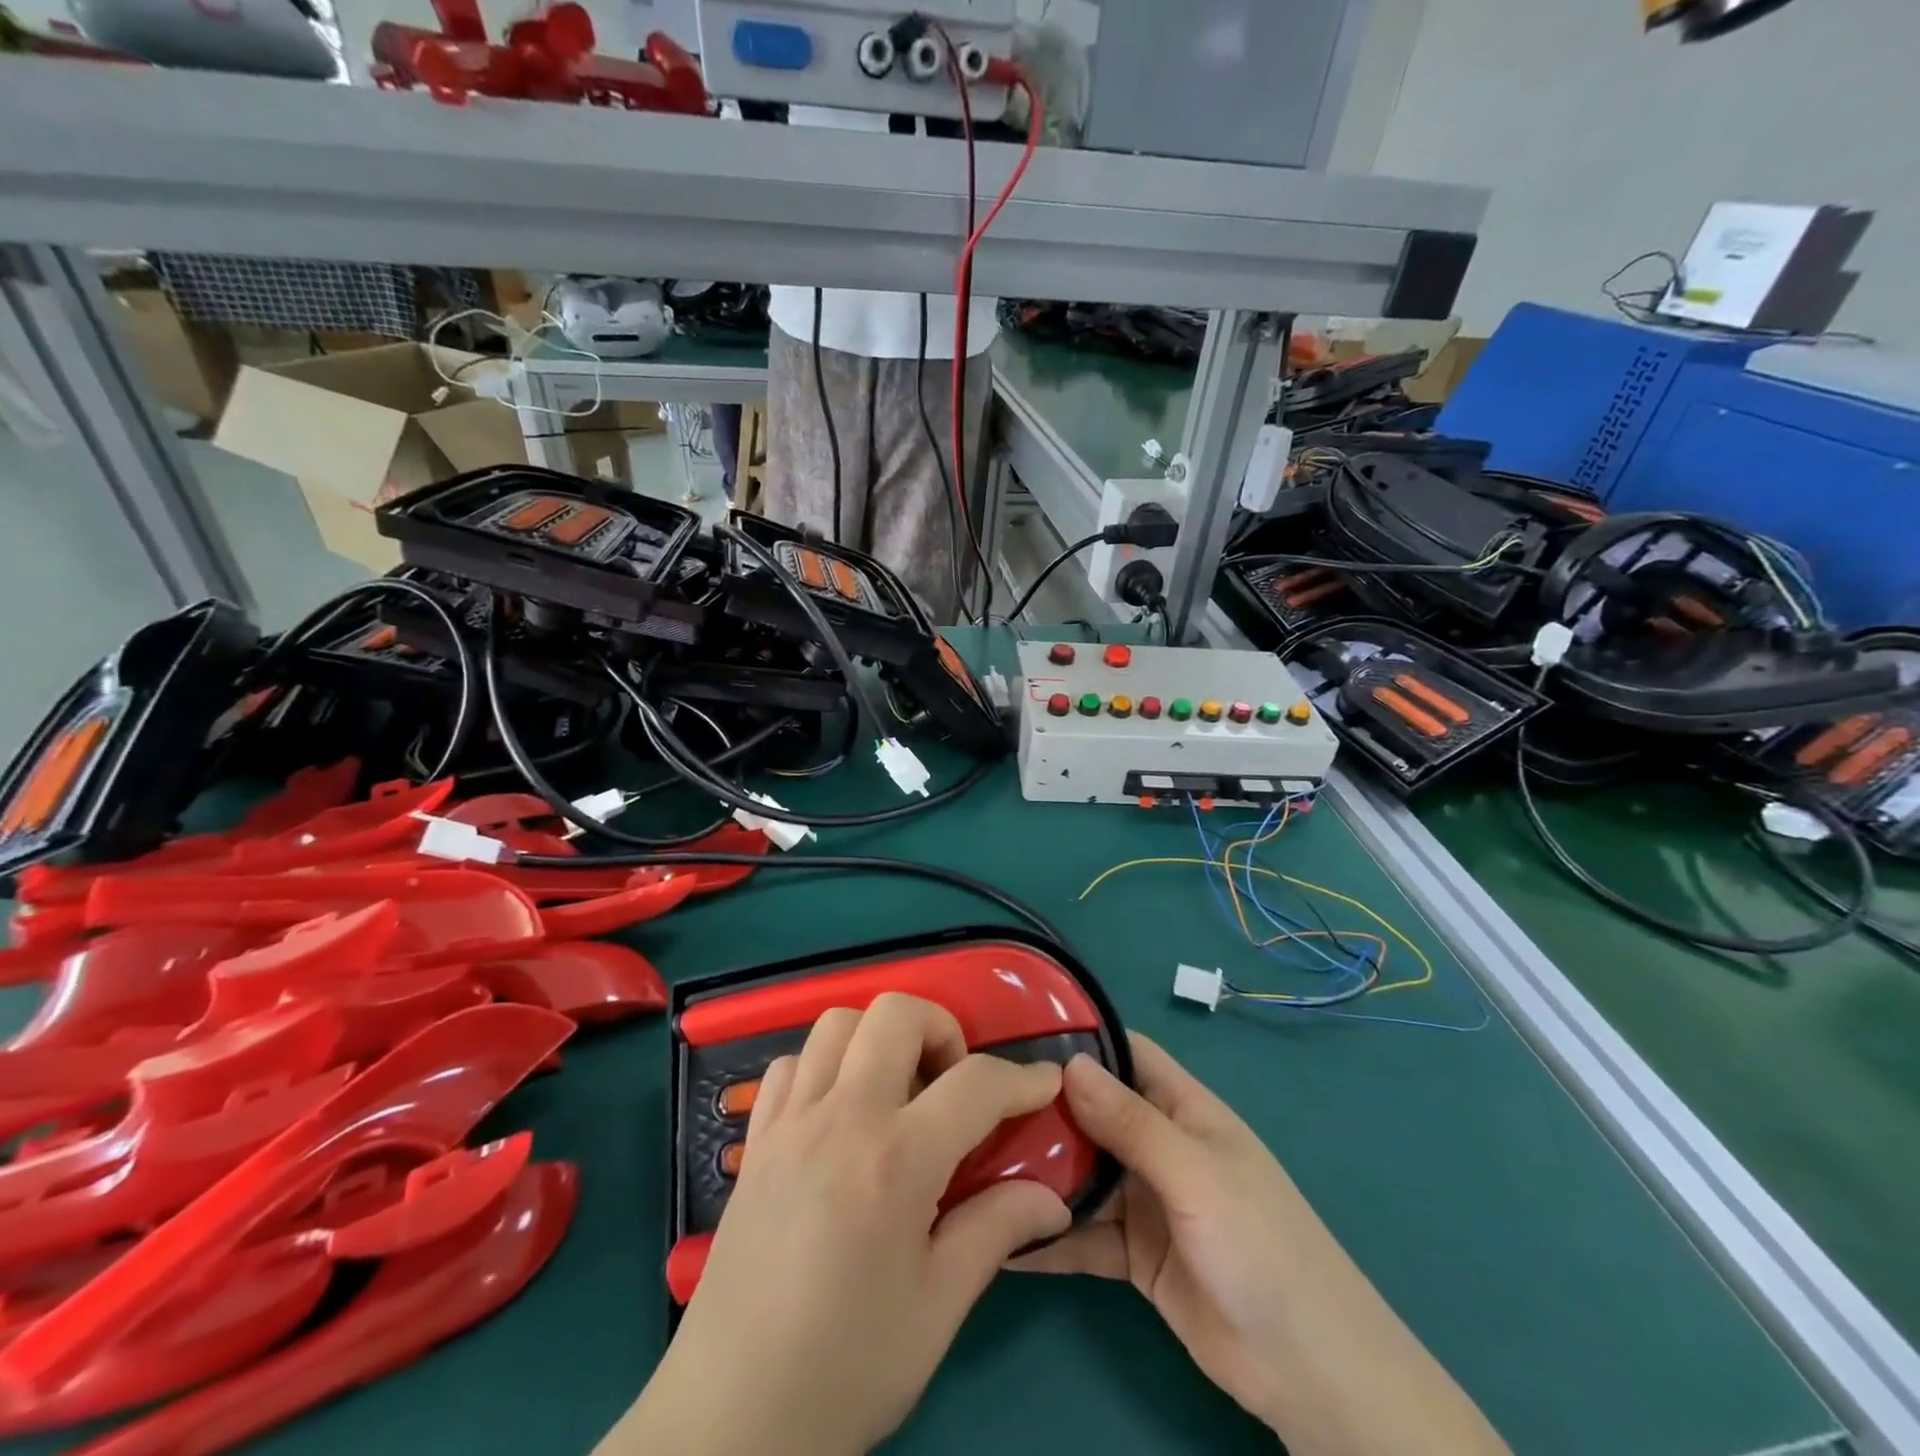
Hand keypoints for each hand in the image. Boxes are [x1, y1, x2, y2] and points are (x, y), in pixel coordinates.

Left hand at [608, 993, 1071, 1455]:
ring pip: (837, 1023)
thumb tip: (1053, 1198)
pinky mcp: (755, 1141)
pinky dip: (823, 1067)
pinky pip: (790, 1065)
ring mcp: (790, 1122)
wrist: (729, 1422)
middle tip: (952, 1083)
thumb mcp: (937, 1309)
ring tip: (898, 1092)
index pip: (975, 1084)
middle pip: (895, 1014)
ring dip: (879, 1038)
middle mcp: (840, 1119)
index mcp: (895, 1160)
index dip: (1022, 1078)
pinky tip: (838, 1114)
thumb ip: (996, 1232)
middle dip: (941, 1029)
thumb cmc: (845, 1369)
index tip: (1046, 1083)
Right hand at [1013, 1035, 1507, 1455]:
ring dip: (1038, 1169)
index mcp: (1183, 1110)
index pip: (1127, 1053)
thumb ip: (1132, 1124)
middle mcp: (1159, 1146)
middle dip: (1044, 1106)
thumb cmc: (1261, 1247)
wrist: (1311, 1374)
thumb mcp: (1195, 1175)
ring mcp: (1144, 1201)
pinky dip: (1047, 1233)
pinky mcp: (1133, 1256)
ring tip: (973, 1159)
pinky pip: (1082, 1235)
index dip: (1081, 1037)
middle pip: (1094, 1112)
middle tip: (976, 1099)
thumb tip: (1069, 1064)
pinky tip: (998, 1234)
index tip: (1019, 1031)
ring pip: (1082, 1172)